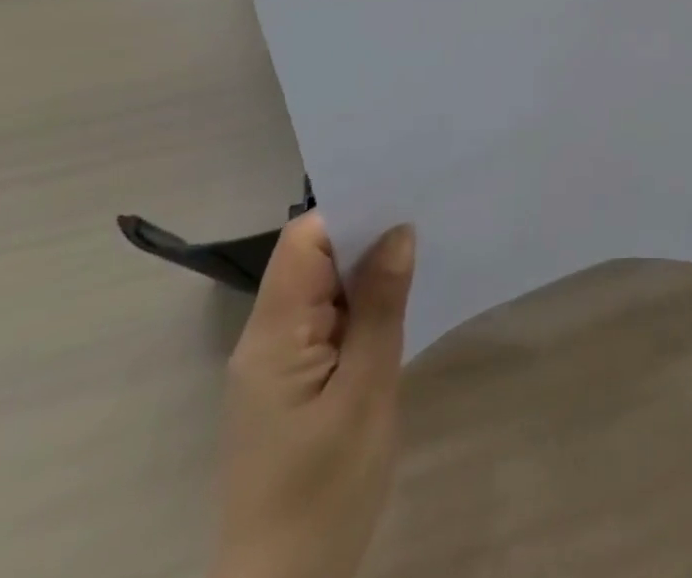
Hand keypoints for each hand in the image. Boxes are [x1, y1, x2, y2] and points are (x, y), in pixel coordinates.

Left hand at [215, 214, 415, 577]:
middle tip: (425, 220)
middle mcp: (265, 338)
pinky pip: (326, 324)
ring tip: (422, 255)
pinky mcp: (292, 387)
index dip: (349, 213)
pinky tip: (398, 310)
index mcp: (272, 333)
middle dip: (366, 238)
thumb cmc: (324, 492)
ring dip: (366, 275)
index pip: (303, 242)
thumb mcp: (366, 393)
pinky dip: (361, 310)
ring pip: (322, 292)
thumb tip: (399, 231)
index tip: (402, 199)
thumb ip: (381, 306)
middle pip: (312, 260)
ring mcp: (276, 365)